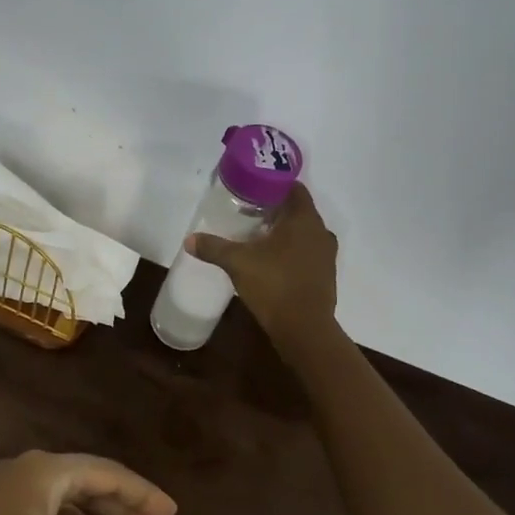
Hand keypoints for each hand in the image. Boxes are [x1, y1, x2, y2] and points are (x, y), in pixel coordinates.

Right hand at [187, 182, 338, 345]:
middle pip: (298, 210)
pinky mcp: (325, 274)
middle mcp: (320, 232)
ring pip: (303, 232)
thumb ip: (214, 247)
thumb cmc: (274, 285)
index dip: (273, 184)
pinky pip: (307, 251)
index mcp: (304, 220)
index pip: (294, 188)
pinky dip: (290, 249)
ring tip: (256, 235)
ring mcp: (326, 255)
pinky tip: (270, 259)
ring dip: (283, 231)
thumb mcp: (238, 263)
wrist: (305, 330)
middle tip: (247, 210)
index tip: (252, 187)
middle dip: (274, 208)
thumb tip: (189, 239)